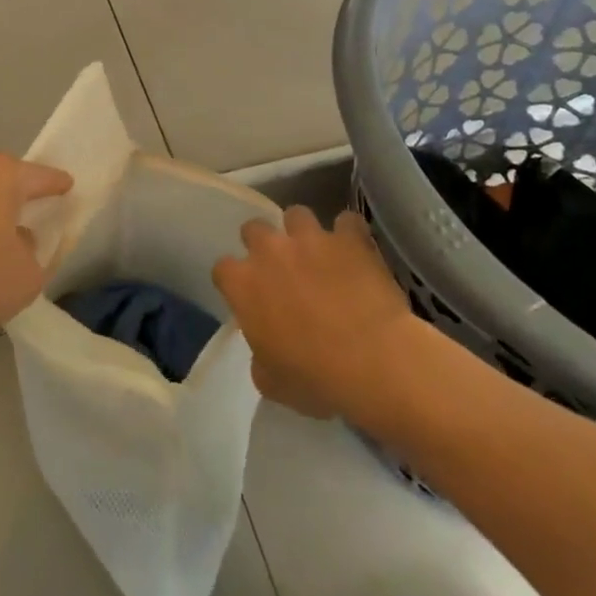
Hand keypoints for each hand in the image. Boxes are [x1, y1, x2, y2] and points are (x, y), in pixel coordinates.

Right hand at [213, 208, 412, 420]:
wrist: (373, 362)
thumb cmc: (315, 378)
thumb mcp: (270, 380)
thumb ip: (259, 353)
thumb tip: (266, 346)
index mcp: (243, 285)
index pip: (222, 269)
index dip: (235, 281)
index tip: (248, 296)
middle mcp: (270, 251)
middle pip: (254, 229)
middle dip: (264, 244)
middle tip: (281, 269)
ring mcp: (311, 239)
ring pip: (297, 215)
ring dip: (304, 233)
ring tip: (319, 254)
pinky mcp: (349, 238)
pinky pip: (347, 222)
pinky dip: (350, 234)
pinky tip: (356, 251)